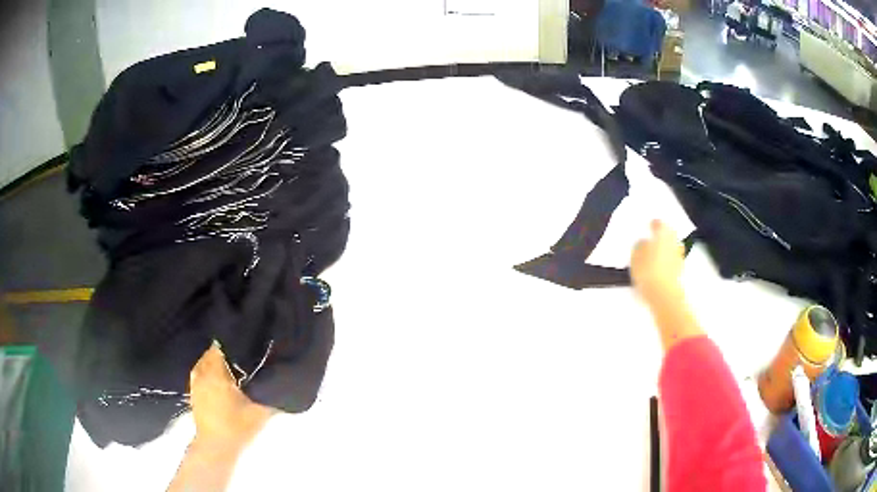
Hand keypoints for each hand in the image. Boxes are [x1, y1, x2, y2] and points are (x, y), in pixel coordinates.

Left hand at [188, 343, 273, 447]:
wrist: (216, 446)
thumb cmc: (238, 427)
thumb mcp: (260, 411)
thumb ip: (268, 392)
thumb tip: (277, 377)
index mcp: (216, 373)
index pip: (221, 346)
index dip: (234, 343)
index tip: (247, 345)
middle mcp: (203, 373)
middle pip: (212, 352)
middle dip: (226, 352)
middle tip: (243, 356)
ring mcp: (196, 382)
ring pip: (205, 361)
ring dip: (216, 361)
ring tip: (232, 366)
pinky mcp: (193, 392)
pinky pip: (200, 371)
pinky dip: (208, 370)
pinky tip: (220, 378)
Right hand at [631, 220, 684, 304]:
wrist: (664, 295)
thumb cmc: (648, 272)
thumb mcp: (635, 257)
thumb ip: (639, 247)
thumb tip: (642, 242)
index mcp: (663, 234)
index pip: (659, 223)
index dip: (653, 224)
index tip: (648, 226)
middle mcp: (673, 241)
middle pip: (668, 234)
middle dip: (662, 235)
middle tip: (652, 238)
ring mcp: (679, 256)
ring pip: (671, 246)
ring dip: (665, 248)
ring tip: (654, 254)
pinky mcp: (680, 270)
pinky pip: (672, 259)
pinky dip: (666, 260)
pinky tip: (658, 267)